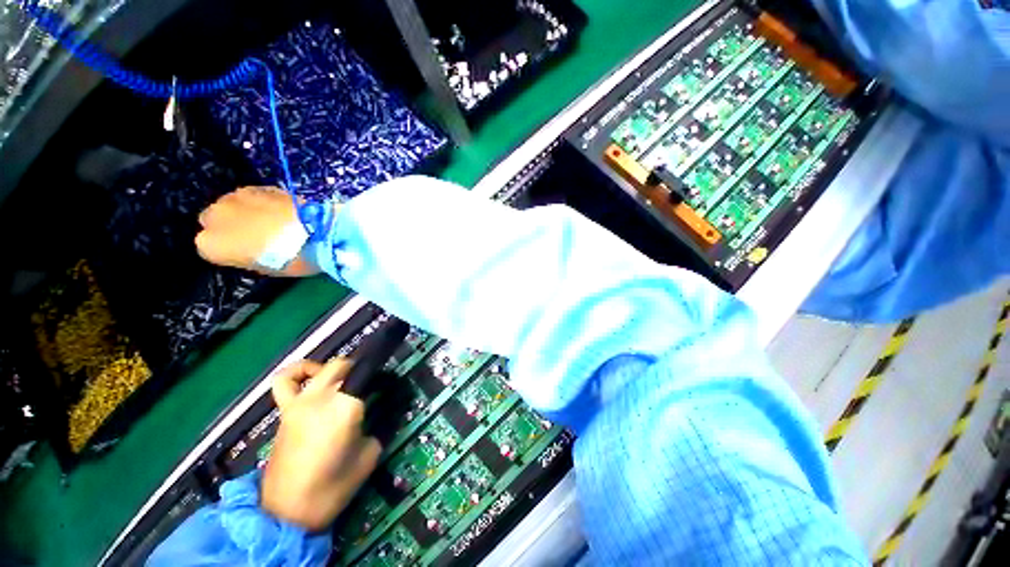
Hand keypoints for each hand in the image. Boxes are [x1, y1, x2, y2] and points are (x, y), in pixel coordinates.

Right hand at [195, 186, 321, 276]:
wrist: (318, 233)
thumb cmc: (291, 259)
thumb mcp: (262, 267)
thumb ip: (244, 255)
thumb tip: (248, 247)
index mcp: (210, 244)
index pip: (210, 247)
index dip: (230, 249)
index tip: (247, 252)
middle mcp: (214, 217)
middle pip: (214, 220)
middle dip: (231, 226)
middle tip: (257, 235)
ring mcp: (234, 197)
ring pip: (231, 204)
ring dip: (245, 211)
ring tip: (271, 220)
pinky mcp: (257, 186)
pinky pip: (252, 195)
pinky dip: (261, 201)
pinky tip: (280, 210)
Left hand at [262, 359, 380, 530]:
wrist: (288, 513)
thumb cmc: (334, 487)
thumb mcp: (370, 455)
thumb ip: (381, 426)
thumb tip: (388, 409)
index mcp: (345, 408)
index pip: (368, 376)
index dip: (382, 376)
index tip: (389, 384)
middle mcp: (322, 398)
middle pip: (344, 366)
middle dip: (361, 370)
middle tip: (372, 386)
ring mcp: (299, 402)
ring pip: (322, 368)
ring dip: (337, 370)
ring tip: (345, 381)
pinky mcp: (285, 411)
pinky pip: (285, 381)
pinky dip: (299, 372)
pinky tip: (311, 377)